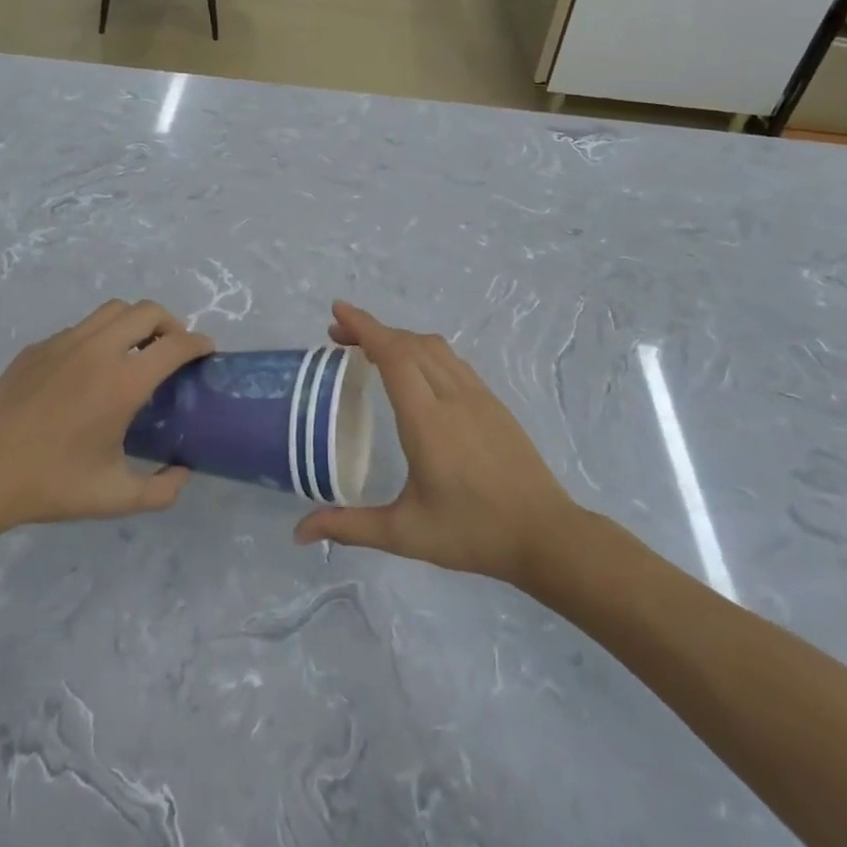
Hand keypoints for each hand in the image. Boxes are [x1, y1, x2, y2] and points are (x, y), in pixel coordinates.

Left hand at [0, 300, 213, 542]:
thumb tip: (184, 472)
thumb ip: (162, 490)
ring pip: (113, 310)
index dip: (199, 343)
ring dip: (135, 323)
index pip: (175, 344)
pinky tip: (90, 371)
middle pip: (147, 311)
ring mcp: (64, 343)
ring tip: (135, 352)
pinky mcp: (38, 348)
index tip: (207, 352)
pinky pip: (81, 328)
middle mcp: (98, 351)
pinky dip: (100, 336)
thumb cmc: (51, 485)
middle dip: (170, 323)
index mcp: (123, 383)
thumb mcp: (115, 498)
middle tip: (172, 351)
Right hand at [293, 302, 576, 586]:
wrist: (545, 534)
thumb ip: (350, 527)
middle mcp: (453, 397)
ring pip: (434, 348)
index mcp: (427, 421)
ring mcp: (478, 396)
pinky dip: (423, 352)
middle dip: (372, 330)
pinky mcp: (493, 403)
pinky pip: (452, 361)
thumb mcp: (405, 533)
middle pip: (410, 343)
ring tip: (370, 349)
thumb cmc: (472, 533)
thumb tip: (301, 531)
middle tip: (338, 335)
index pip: (393, 355)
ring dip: (399, 338)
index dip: (364, 327)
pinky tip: (413, 372)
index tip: (338, 311)